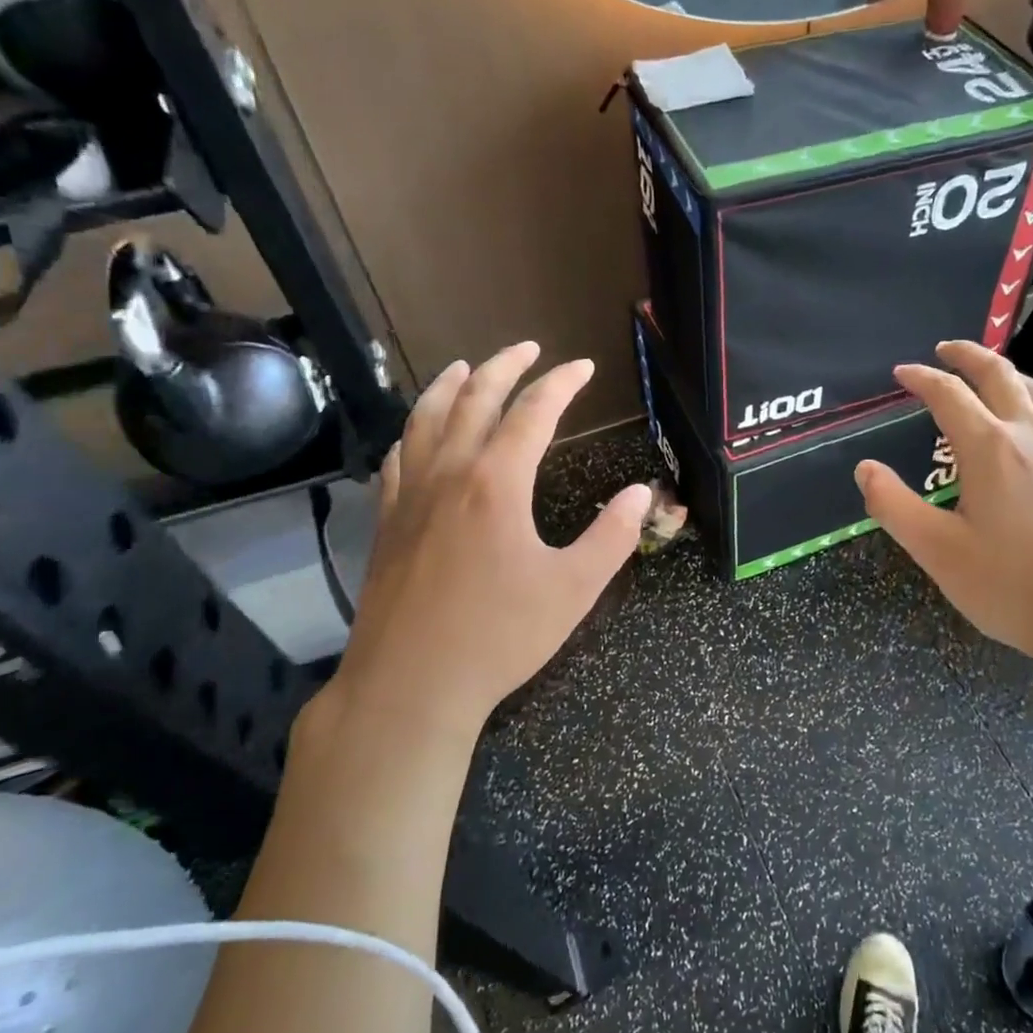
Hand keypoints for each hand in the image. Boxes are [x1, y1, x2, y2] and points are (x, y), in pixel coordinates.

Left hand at [332, 342, 650, 740]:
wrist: (411, 683)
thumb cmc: (499, 636)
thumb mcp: (573, 589)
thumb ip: (612, 536)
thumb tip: (643, 493)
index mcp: (497, 483)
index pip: (533, 412)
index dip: (561, 383)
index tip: (583, 367)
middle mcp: (449, 474)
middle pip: (474, 399)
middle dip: (504, 366)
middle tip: (529, 348)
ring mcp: (410, 495)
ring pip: (425, 419)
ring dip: (449, 385)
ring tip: (465, 366)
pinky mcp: (388, 521)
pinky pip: (399, 457)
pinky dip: (414, 430)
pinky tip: (418, 433)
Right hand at [855, 340, 1032, 678]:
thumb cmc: (1012, 587)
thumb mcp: (937, 552)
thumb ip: (894, 506)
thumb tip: (864, 468)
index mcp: (989, 449)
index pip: (949, 394)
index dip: (921, 378)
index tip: (901, 373)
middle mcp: (1031, 438)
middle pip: (1000, 375)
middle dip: (969, 355)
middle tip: (945, 349)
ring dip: (1009, 374)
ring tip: (990, 375)